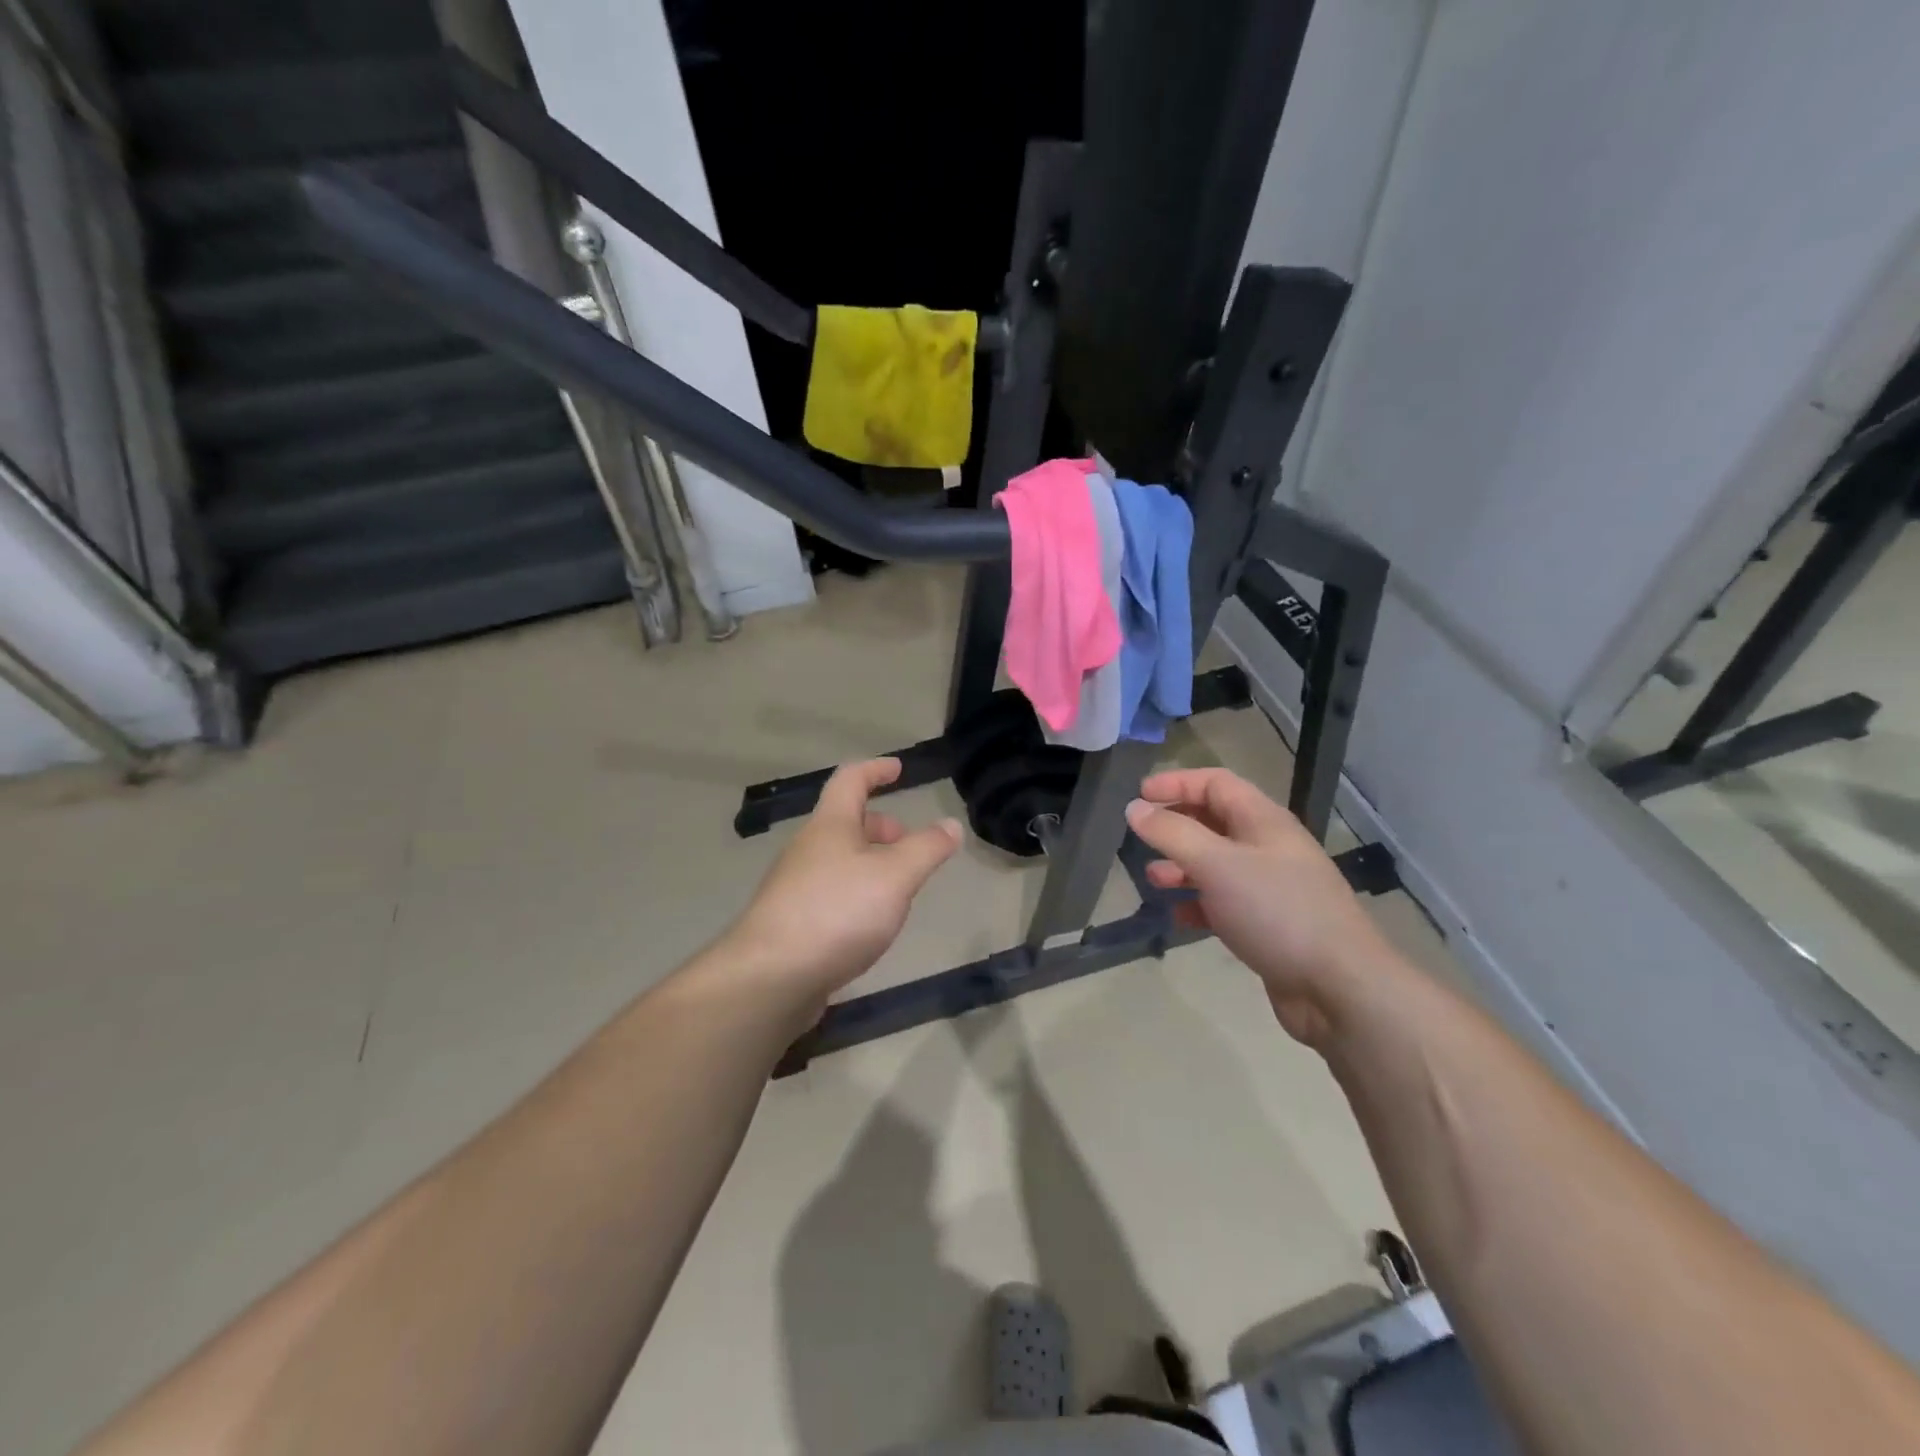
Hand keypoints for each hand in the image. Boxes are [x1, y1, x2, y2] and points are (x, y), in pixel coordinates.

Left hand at [719, 758, 961, 1013]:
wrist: (771, 977)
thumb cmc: (837, 913)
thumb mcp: (895, 877)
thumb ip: (926, 849)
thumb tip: (950, 824)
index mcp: (830, 826)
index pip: (851, 780)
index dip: (876, 770)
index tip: (898, 770)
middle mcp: (808, 849)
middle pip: (844, 822)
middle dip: (879, 826)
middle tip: (908, 844)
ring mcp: (794, 887)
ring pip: (838, 860)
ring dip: (869, 863)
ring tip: (897, 889)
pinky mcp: (790, 923)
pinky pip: (829, 894)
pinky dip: (854, 894)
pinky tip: (868, 925)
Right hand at [1124, 768, 1395, 1045]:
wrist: (1339, 987)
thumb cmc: (1276, 911)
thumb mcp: (1216, 864)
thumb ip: (1172, 833)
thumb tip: (1134, 808)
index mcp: (1263, 821)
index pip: (1216, 783)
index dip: (1177, 782)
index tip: (1139, 795)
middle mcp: (1268, 847)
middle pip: (1215, 821)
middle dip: (1176, 824)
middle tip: (1140, 836)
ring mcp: (1271, 887)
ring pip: (1217, 863)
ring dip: (1182, 865)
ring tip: (1153, 879)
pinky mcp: (1269, 924)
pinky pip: (1225, 902)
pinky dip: (1198, 903)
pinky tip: (1178, 916)